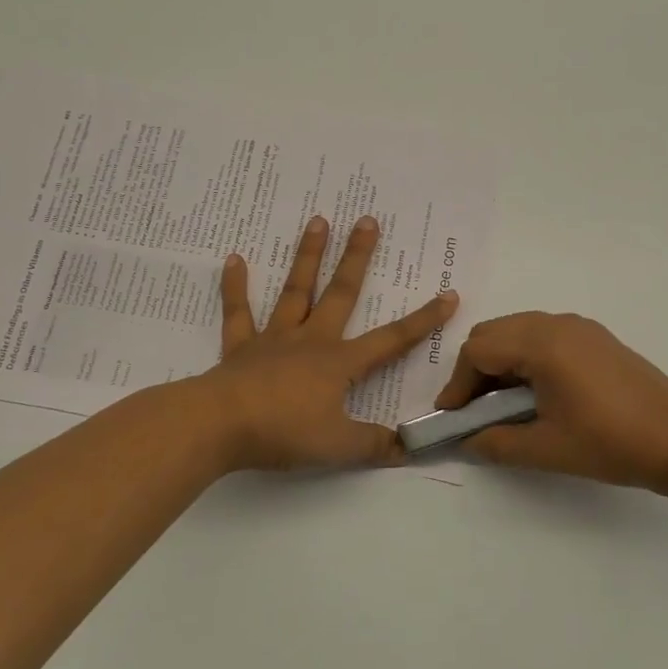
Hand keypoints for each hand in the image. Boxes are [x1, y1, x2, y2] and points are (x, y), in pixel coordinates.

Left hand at [194, 215, 457, 471]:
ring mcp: (274, 339)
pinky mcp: (240, 348)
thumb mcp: (338, 446)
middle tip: (366, 220)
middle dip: (357, 257)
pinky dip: (235, 286)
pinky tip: (234, 259)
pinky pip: (238, 312)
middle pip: (341, 294)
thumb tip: (410, 448)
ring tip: (317, 220)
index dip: (423, 320)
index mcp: (339, 363)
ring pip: (296, 290)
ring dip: (307, 256)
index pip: (392, 340)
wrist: (219, 425)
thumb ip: (375, 445)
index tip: (448, 294)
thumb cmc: (283, 431)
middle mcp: (311, 340)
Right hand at [435, 313, 667, 493]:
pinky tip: (536, 393)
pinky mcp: (595, 338)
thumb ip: (496, 443)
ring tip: (502, 405)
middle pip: (494, 333)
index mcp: (542, 344)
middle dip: (476, 369)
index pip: (478, 350)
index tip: (453, 418)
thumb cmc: (611, 443)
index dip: (458, 384)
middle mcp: (557, 323)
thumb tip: (467, 441)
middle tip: (474, 411)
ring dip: (501, 362)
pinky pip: (543, 336)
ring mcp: (580, 327)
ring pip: (518, 331)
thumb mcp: (546, 449)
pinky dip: (525, 357)